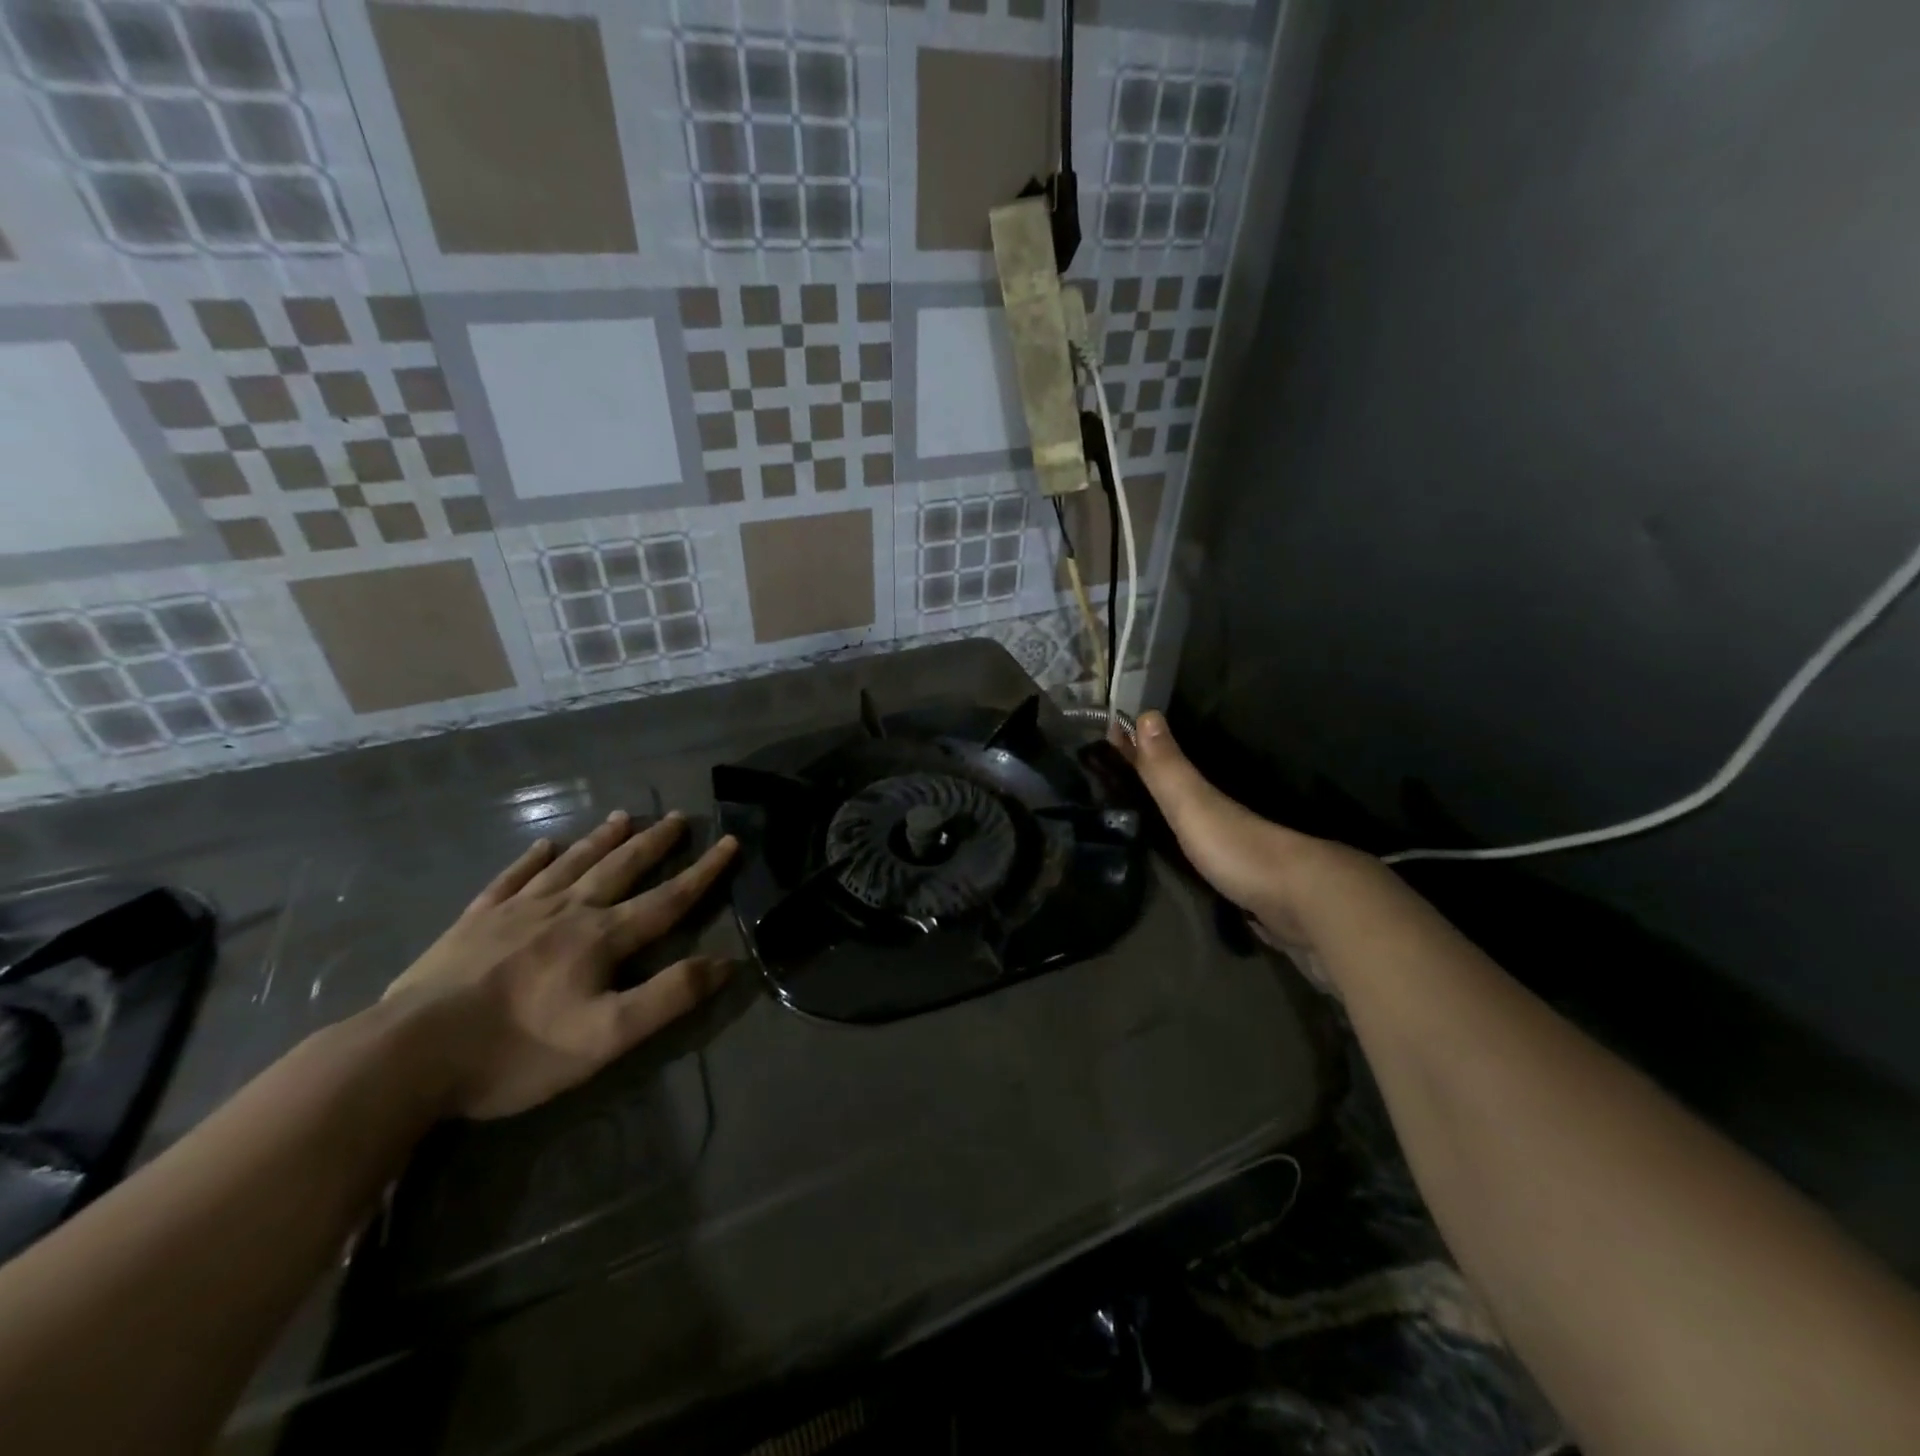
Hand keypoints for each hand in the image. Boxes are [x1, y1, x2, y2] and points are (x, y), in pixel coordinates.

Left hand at [384, 810, 737, 1119]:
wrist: (409, 1054)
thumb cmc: (517, 1049)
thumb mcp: (607, 1036)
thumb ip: (669, 996)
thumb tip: (726, 963)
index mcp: (602, 937)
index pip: (668, 898)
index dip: (704, 872)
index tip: (730, 841)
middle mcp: (567, 911)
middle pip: (620, 868)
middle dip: (654, 843)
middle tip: (676, 817)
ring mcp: (517, 911)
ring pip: (570, 864)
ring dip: (601, 840)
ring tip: (623, 816)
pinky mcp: (474, 922)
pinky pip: (511, 879)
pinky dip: (532, 859)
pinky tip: (542, 845)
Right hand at [1122, 711, 1354, 950]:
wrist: (1302, 903)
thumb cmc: (1239, 848)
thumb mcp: (1194, 806)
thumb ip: (1168, 770)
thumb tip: (1147, 714)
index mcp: (1212, 798)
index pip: (1170, 765)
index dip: (1142, 752)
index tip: (1116, 736)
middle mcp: (1230, 818)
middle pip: (1192, 794)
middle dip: (1166, 785)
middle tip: (1131, 783)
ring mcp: (1247, 852)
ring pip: (1212, 827)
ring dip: (1188, 822)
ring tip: (1157, 823)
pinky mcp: (1255, 885)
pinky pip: (1223, 860)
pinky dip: (1208, 856)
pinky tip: (1198, 866)